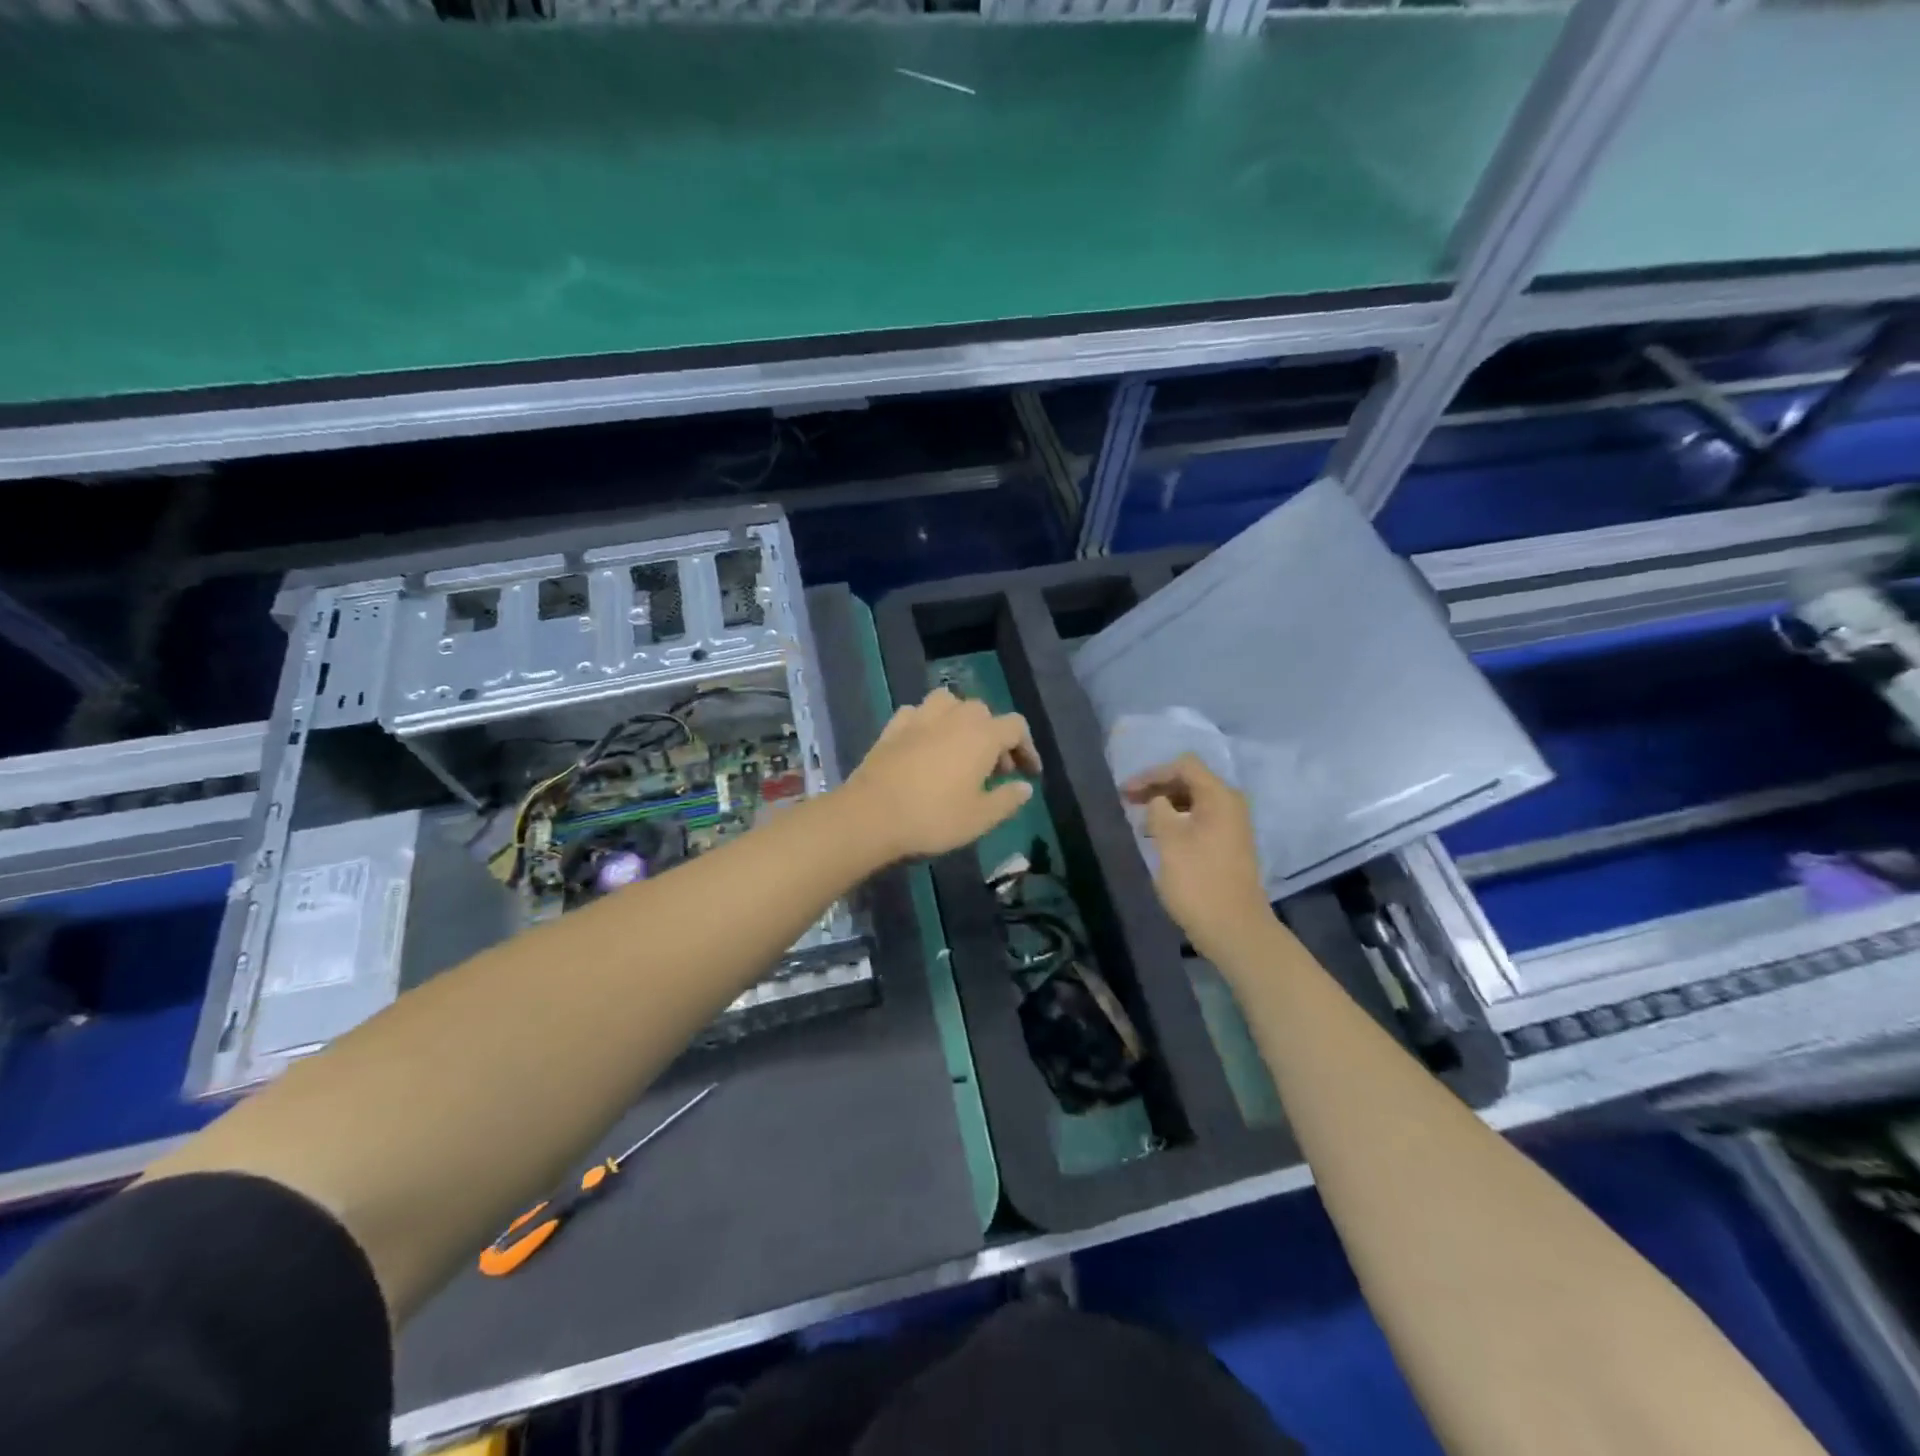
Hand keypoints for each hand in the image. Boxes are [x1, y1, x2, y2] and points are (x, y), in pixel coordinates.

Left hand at [844, 688, 1041, 862]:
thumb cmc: (933, 818)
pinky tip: (925, 744)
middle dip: (995, 738)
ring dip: (960, 721)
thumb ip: (1007, 800)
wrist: (871, 815)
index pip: (1016, 727)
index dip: (1027, 748)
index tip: (1028, 774)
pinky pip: (918, 714)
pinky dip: (928, 724)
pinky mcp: (892, 727)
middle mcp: (954, 717)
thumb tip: (1024, 788)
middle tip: (995, 771)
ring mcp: (919, 717)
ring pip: (949, 703)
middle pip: (984, 713)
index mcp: (982, 735)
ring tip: (960, 748)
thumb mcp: (980, 818)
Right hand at [1123, 754, 1272, 955]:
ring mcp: (1233, 826)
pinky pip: (1200, 820)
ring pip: (1194, 802)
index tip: (1126, 792)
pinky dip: (1178, 821)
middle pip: (1190, 781)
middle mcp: (1230, 804)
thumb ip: (1159, 810)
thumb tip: (1158, 802)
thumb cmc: (1198, 880)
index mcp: (1219, 796)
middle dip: (1158, 787)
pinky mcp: (1229, 846)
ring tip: (1141, 821)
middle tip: (1128, 802)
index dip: (1152, 774)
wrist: (1234, 928)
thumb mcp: (1169, 840)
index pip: (1184, 766)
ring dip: (1166, 806)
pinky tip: (1159, 837)